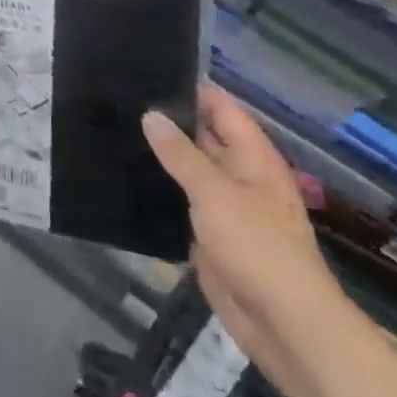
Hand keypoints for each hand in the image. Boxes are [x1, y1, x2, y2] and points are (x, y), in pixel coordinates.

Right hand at [144, 87, 350, 396]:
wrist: (283, 325)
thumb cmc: (257, 248)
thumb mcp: (216, 193)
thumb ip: (181, 154)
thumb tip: (151, 115)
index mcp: (254, 159)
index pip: (222, 110)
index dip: (192, 90)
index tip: (149, 71)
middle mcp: (240, 177)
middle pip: (205, 139)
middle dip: (169, 122)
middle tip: (120, 100)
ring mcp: (225, 209)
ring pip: (188, 172)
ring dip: (160, 158)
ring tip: (113, 132)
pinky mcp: (209, 237)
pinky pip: (180, 204)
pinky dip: (158, 192)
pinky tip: (124, 179)